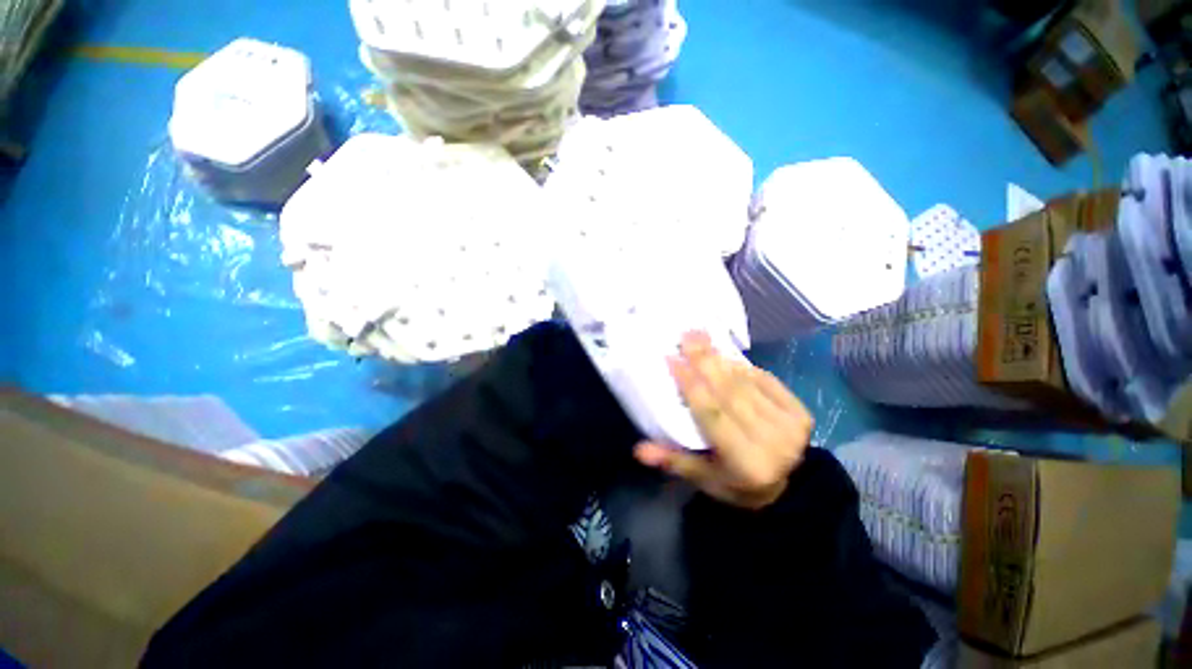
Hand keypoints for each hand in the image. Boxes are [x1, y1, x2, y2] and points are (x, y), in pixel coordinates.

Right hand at [634, 332, 813, 509]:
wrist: (789, 487)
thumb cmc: (736, 483)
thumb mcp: (704, 479)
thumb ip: (673, 461)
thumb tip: (638, 450)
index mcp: (745, 462)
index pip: (712, 414)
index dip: (691, 385)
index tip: (672, 359)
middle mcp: (772, 442)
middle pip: (730, 393)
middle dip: (705, 361)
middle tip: (686, 336)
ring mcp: (790, 426)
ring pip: (746, 384)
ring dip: (721, 360)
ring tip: (701, 339)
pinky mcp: (800, 413)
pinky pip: (766, 380)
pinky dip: (744, 367)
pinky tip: (726, 357)